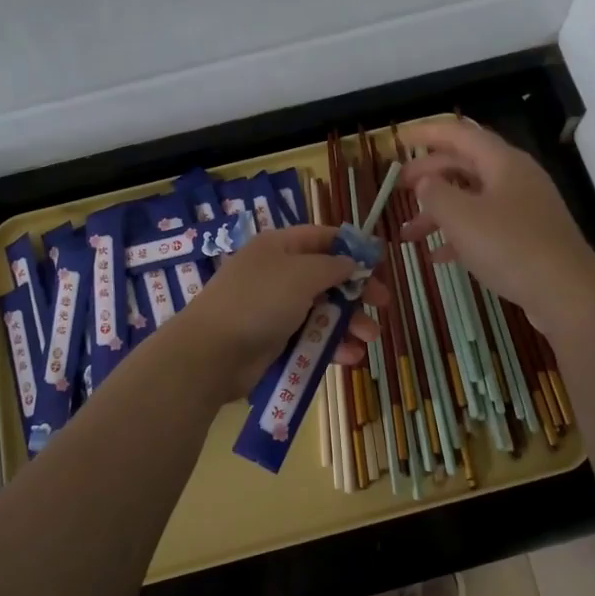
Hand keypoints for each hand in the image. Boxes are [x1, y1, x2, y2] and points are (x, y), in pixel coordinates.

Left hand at [177, 224, 385, 401]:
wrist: (212, 353)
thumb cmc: (259, 302)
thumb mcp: (301, 274)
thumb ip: (332, 266)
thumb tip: (351, 262)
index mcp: (279, 247)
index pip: (322, 238)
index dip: (351, 248)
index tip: (378, 263)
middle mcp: (278, 274)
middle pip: (326, 277)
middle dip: (356, 291)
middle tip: (383, 304)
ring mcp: (275, 309)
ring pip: (322, 311)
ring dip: (348, 323)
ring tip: (369, 338)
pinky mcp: (274, 341)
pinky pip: (310, 338)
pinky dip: (331, 346)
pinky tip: (349, 357)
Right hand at [399, 119, 594, 326]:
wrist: (567, 293)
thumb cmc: (510, 246)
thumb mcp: (461, 217)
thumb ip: (435, 193)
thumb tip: (424, 181)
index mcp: (502, 162)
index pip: (459, 134)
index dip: (427, 133)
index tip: (399, 140)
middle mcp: (515, 178)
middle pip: (465, 165)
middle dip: (429, 175)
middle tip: (398, 188)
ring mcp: (524, 209)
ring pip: (472, 199)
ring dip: (439, 212)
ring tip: (409, 233)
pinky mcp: (527, 238)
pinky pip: (485, 226)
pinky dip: (459, 235)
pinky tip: (437, 256)